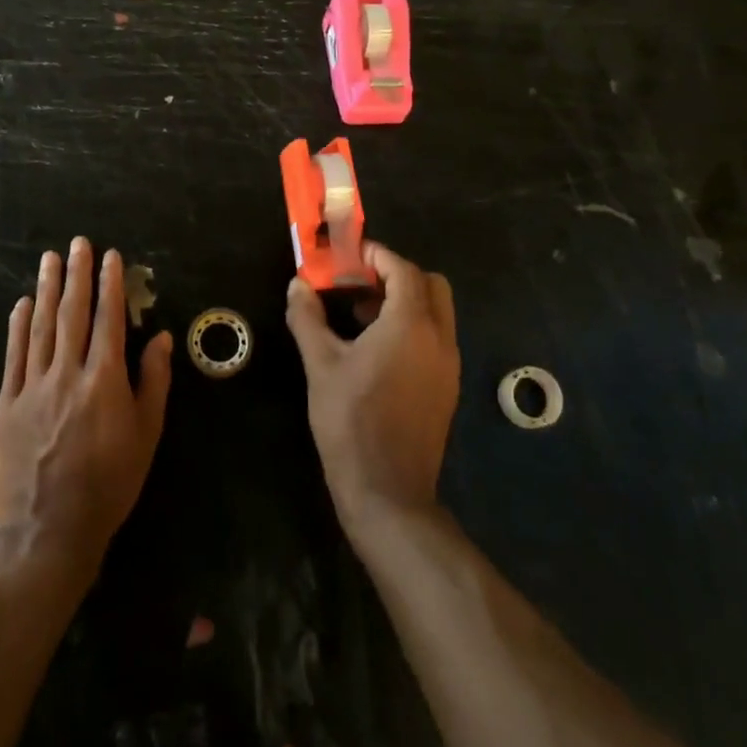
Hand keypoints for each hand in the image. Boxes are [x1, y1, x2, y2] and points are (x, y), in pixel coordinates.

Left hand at [0, 239, 173, 574]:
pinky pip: (14, 356)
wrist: (49, 529)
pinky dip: (18, 327)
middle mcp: (68, 373)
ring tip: (50, 259)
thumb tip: (160, 337)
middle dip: (77, 275)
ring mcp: (33, 387)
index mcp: (105, 379)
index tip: (111, 257)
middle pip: (73, 314)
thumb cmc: (109, 482)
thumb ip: (153, 382)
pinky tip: (22, 303)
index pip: (109, 320)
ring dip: (47, 290)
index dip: (110, 285)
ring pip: (41, 327)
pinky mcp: (7, 404)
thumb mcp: (146, 435)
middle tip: (78, 243)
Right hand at [285, 242, 459, 531]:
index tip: (350, 254)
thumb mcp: (321, 365)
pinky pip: (435, 338)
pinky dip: (412, 327)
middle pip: (430, 285)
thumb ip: (308, 318)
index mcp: (411, 325)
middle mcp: (439, 338)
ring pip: (436, 312)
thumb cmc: (350, 421)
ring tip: (359, 315)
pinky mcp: (447, 387)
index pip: (403, 270)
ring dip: (404, 301)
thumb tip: (297, 285)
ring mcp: (448, 364)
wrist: (388, 492)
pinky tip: (375, 349)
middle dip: (396, 275)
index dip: (377, 255)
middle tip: (359, 283)